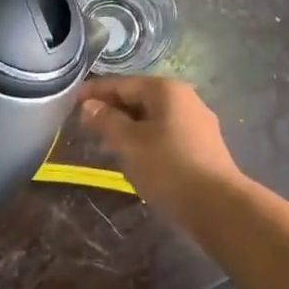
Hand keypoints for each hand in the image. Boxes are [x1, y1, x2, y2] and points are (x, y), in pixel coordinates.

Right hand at [77, 76, 242, 216]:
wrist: (217, 205)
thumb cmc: (168, 167)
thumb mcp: (129, 143)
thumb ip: (106, 121)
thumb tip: (89, 106)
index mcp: (166, 90)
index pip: (122, 84)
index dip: (95, 92)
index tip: (71, 102)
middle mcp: (184, 99)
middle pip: (139, 98)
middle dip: (111, 110)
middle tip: (85, 125)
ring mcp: (196, 122)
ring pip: (152, 118)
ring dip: (127, 127)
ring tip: (104, 143)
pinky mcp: (202, 146)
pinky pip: (165, 134)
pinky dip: (145, 139)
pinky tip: (133, 157)